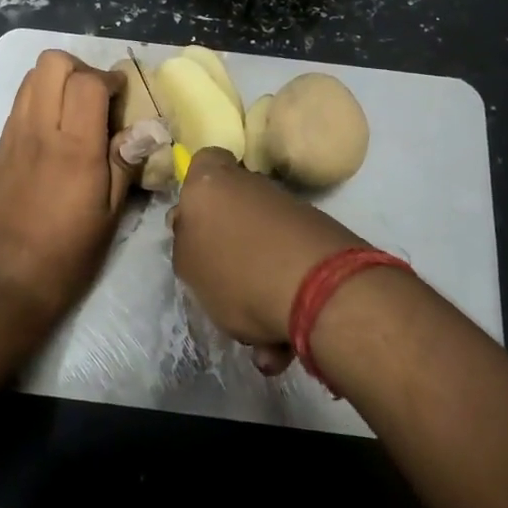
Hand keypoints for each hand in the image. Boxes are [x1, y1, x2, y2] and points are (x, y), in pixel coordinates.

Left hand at [0, 51, 135, 325]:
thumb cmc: (66, 255)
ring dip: (57, 81)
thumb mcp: (109, 215)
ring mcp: (12, 136)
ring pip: (31, 77)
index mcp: (74, 147)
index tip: (122, 95)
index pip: (87, 81)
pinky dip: (39, 101)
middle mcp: (39, 130)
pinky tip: (53, 134)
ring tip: (75, 112)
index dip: (110, 78)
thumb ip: (125, 163)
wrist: (3, 282)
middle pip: (52, 62)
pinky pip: (19, 104)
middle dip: (80, 69)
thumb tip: (148, 128)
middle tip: (97, 98)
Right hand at [171, 148, 363, 371]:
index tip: (194, 223)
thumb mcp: (189, 266)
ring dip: (256, 290)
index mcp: (212, 183)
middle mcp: (253, 187)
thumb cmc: (237, 271)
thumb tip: (191, 227)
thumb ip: (185, 242)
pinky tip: (281, 345)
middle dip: (228, 252)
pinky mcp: (321, 240)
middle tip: (220, 290)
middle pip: (233, 212)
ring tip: (258, 340)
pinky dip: (283, 302)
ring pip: (261, 250)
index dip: (197, 189)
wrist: (322, 290)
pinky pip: (289, 271)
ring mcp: (291, 212)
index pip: (203, 162)